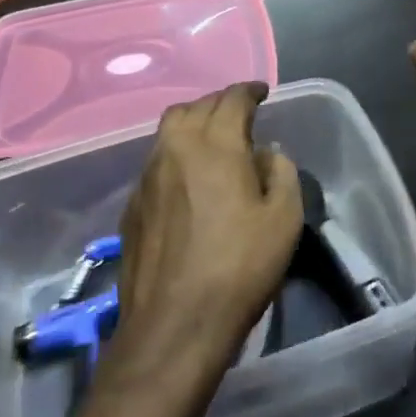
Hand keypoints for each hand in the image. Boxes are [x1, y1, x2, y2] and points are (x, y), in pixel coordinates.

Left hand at [106, 83, 301, 387]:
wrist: (173, 326)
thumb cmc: (238, 268)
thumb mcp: (284, 219)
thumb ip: (281, 173)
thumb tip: (265, 154)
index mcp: (214, 144)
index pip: (231, 98)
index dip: (250, 91)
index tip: (262, 93)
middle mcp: (175, 149)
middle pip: (195, 106)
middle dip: (220, 103)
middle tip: (240, 116)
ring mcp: (147, 177)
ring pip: (168, 130)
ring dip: (193, 124)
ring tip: (213, 140)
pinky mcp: (132, 205)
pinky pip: (156, 161)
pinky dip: (176, 155)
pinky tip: (188, 179)